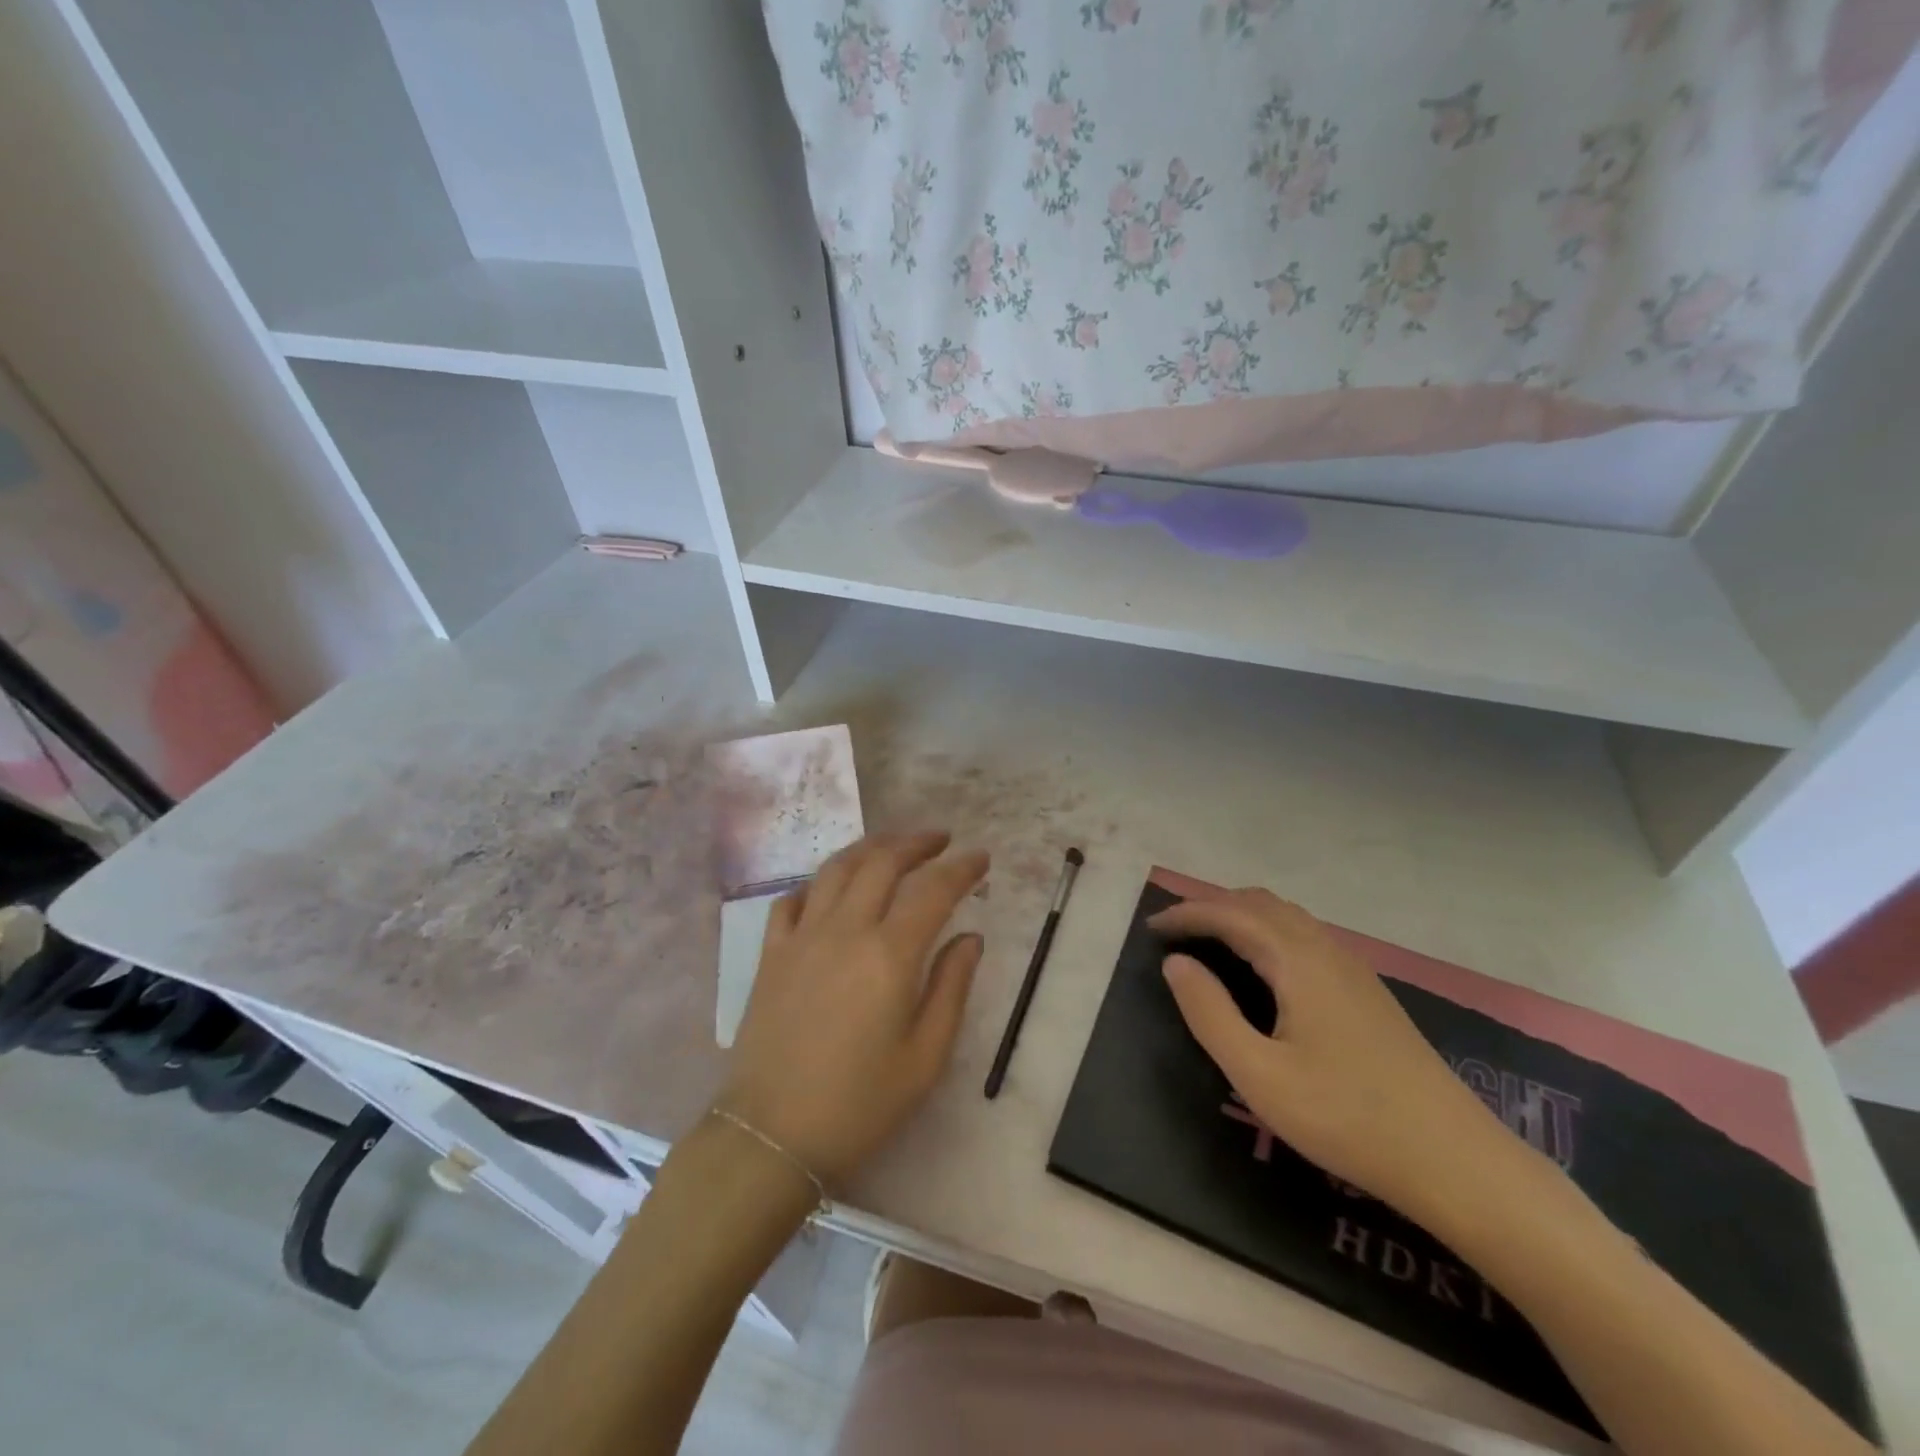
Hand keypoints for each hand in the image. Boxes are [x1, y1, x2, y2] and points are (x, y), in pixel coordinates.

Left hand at [719, 831, 988, 1190]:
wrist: (772, 1135)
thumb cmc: (859, 1103)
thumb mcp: (925, 1057)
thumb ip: (952, 988)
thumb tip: (970, 938)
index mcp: (889, 955)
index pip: (932, 890)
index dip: (961, 868)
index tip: (981, 857)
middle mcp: (845, 930)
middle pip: (882, 862)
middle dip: (916, 843)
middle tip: (941, 839)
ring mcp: (802, 937)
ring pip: (837, 869)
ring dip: (870, 848)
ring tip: (893, 846)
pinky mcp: (771, 954)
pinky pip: (792, 899)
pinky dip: (818, 883)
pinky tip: (831, 888)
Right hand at [1152, 889, 1510, 1220]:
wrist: (1456, 1161)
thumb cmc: (1346, 1117)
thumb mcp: (1259, 1075)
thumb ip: (1210, 1013)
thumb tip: (1176, 963)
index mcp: (1297, 961)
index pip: (1230, 914)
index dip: (1187, 914)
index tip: (1151, 928)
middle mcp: (1326, 950)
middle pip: (1260, 903)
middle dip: (1212, 906)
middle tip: (1175, 931)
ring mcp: (1353, 969)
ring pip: (1287, 917)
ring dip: (1242, 916)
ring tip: (1209, 941)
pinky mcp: (1368, 992)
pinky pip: (1306, 937)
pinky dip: (1268, 932)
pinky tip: (1264, 968)